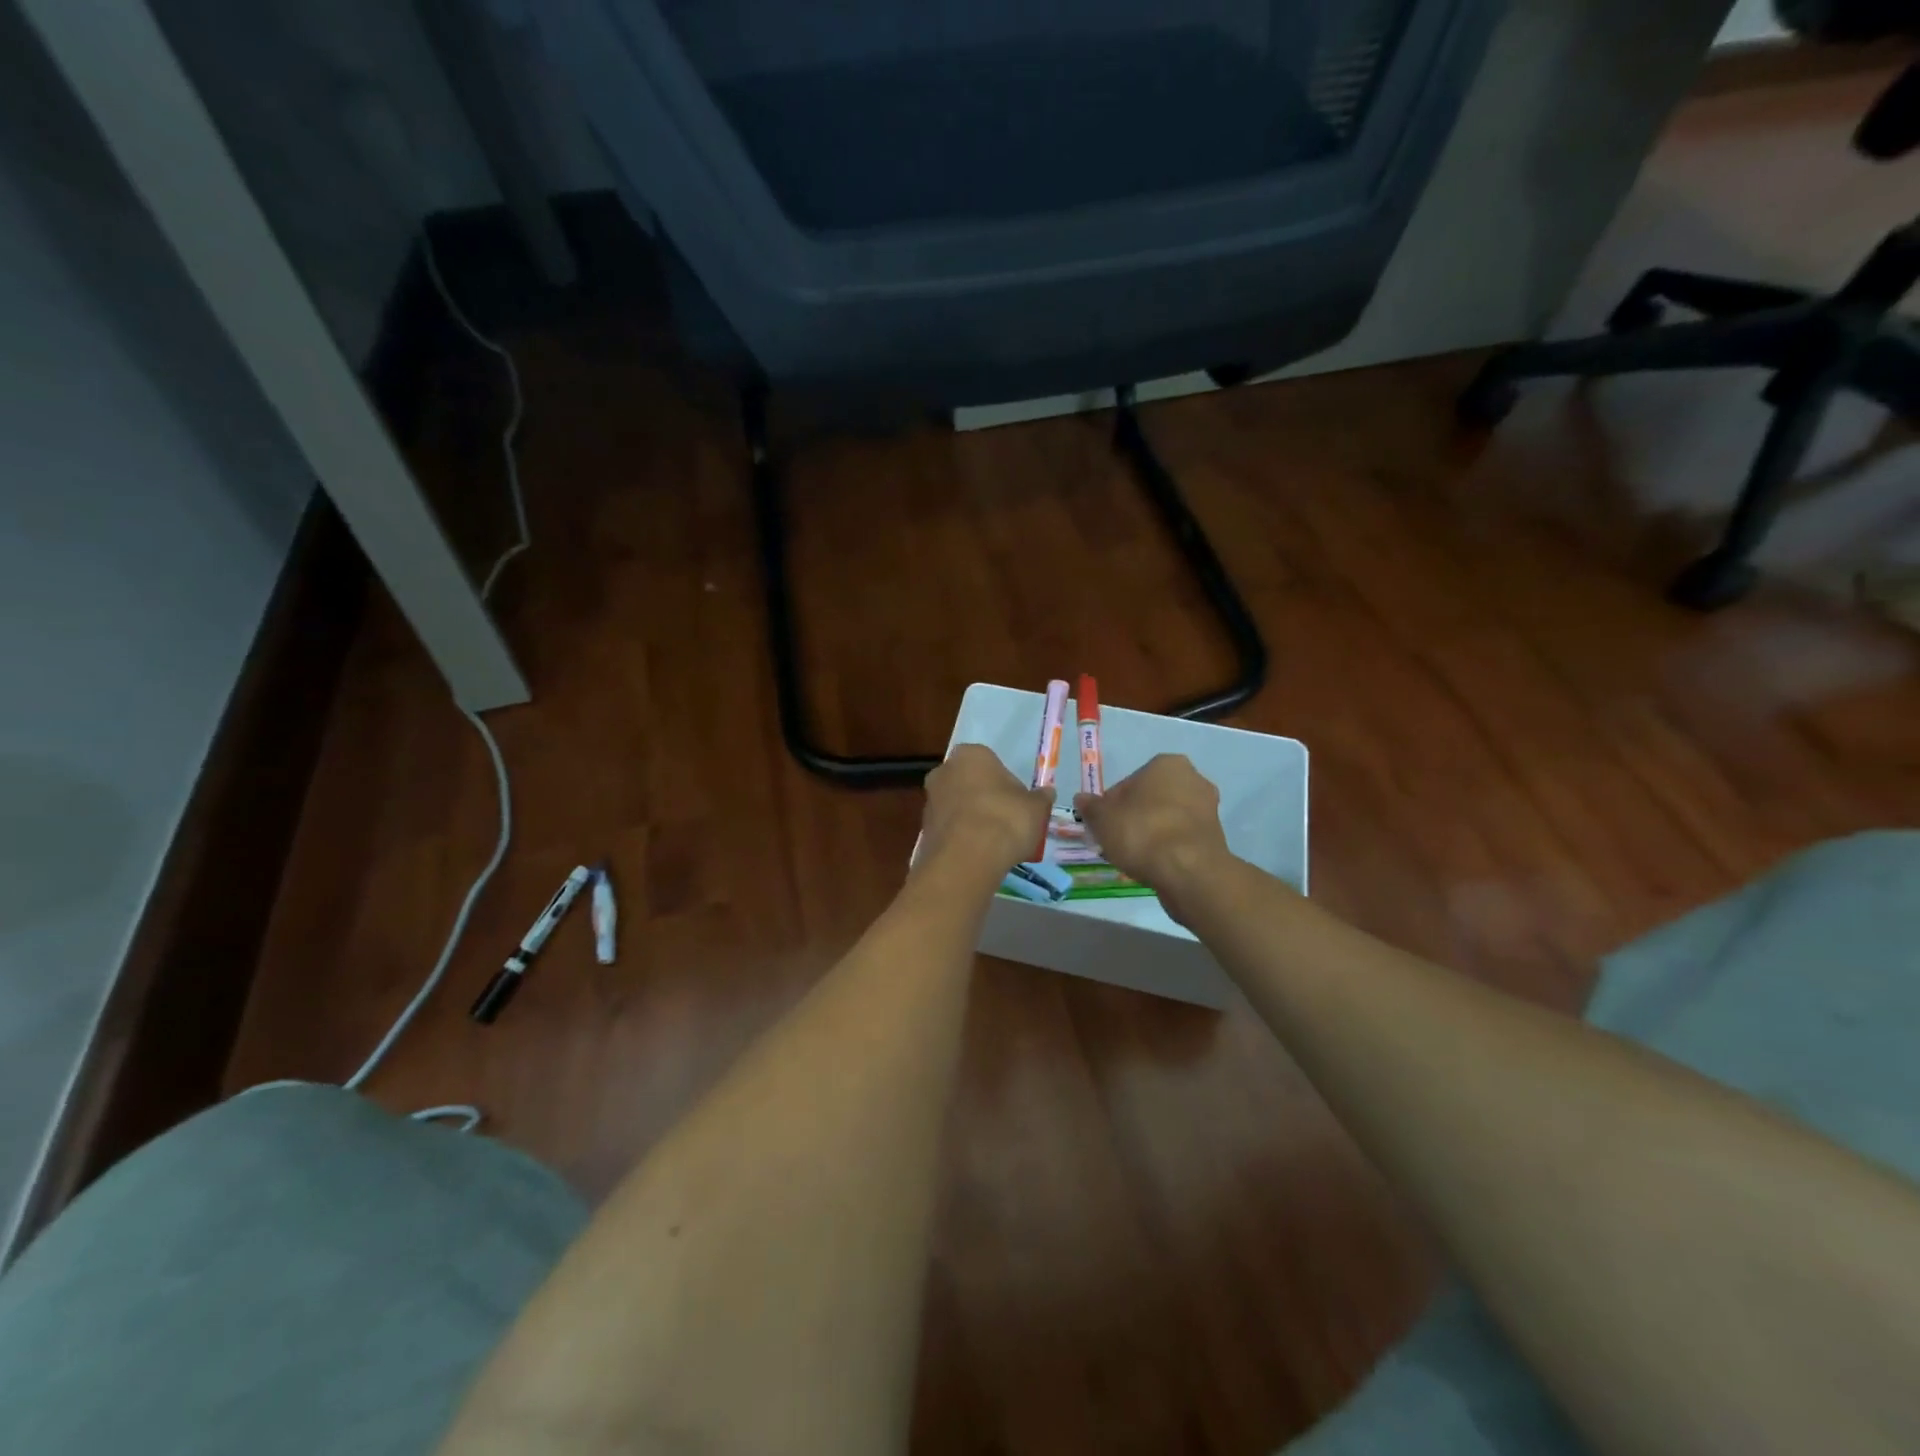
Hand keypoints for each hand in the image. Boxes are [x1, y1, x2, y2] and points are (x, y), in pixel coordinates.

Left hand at [918, 744, 1052, 877]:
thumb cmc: (1005, 819)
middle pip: (968, 782)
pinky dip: (961, 838)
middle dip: (983, 797)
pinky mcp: (923, 830)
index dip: (1004, 781)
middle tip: (1004, 819)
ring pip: (956, 806)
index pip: (989, 761)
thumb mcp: (1035, 808)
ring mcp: (930, 801)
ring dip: (970, 818)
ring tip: (992, 842)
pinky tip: (977, 854)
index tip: (1016, 801)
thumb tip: (1047, 793)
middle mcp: (944, 771)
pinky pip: (949, 829)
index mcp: (970, 755)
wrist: (968, 858)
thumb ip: (1040, 798)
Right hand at [1075, 754, 1231, 921]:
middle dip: (1135, 816)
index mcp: (1166, 764)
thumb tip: (1082, 799)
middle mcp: (1193, 778)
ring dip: (1152, 832)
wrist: (1188, 871)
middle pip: (1151, 798)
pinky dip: (1168, 847)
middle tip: (1117, 840)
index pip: (1129, 782)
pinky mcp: (1215, 836)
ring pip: (1167, 818)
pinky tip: (1154, 863)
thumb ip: (1090, 807)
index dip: (1111, 805)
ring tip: (1134, 855)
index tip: (1104, 825)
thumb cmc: (1141, 832)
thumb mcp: (1102, 819)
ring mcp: (1208, 808)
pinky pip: (1181, 837)